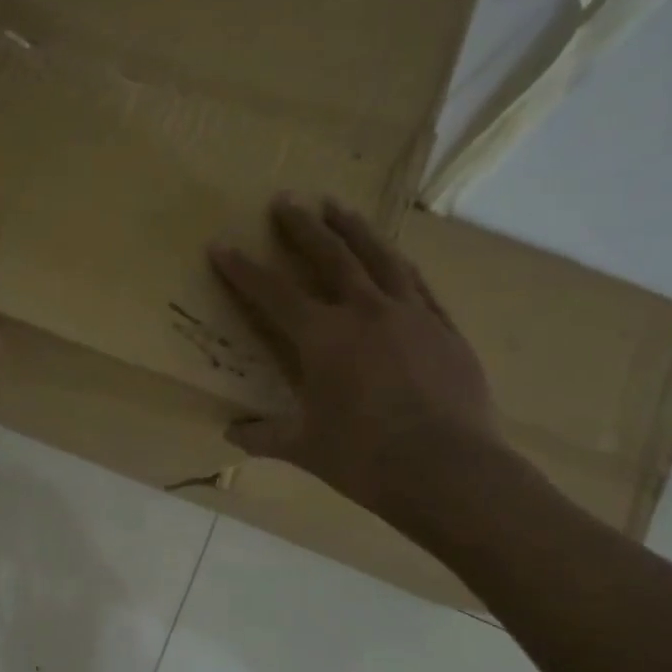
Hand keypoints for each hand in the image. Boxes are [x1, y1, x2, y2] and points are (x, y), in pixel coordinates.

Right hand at [209, 194, 504, 536]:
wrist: (449, 470)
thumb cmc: (365, 459)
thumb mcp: (305, 449)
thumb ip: (265, 436)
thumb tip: (231, 434)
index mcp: (323, 338)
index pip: (273, 294)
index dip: (243, 270)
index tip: (222, 245)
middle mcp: (366, 312)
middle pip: (331, 256)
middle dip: (303, 227)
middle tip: (286, 201)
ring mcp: (412, 316)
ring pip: (380, 258)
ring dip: (356, 230)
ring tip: (340, 207)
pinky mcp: (445, 330)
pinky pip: (419, 285)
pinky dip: (400, 267)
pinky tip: (396, 259)